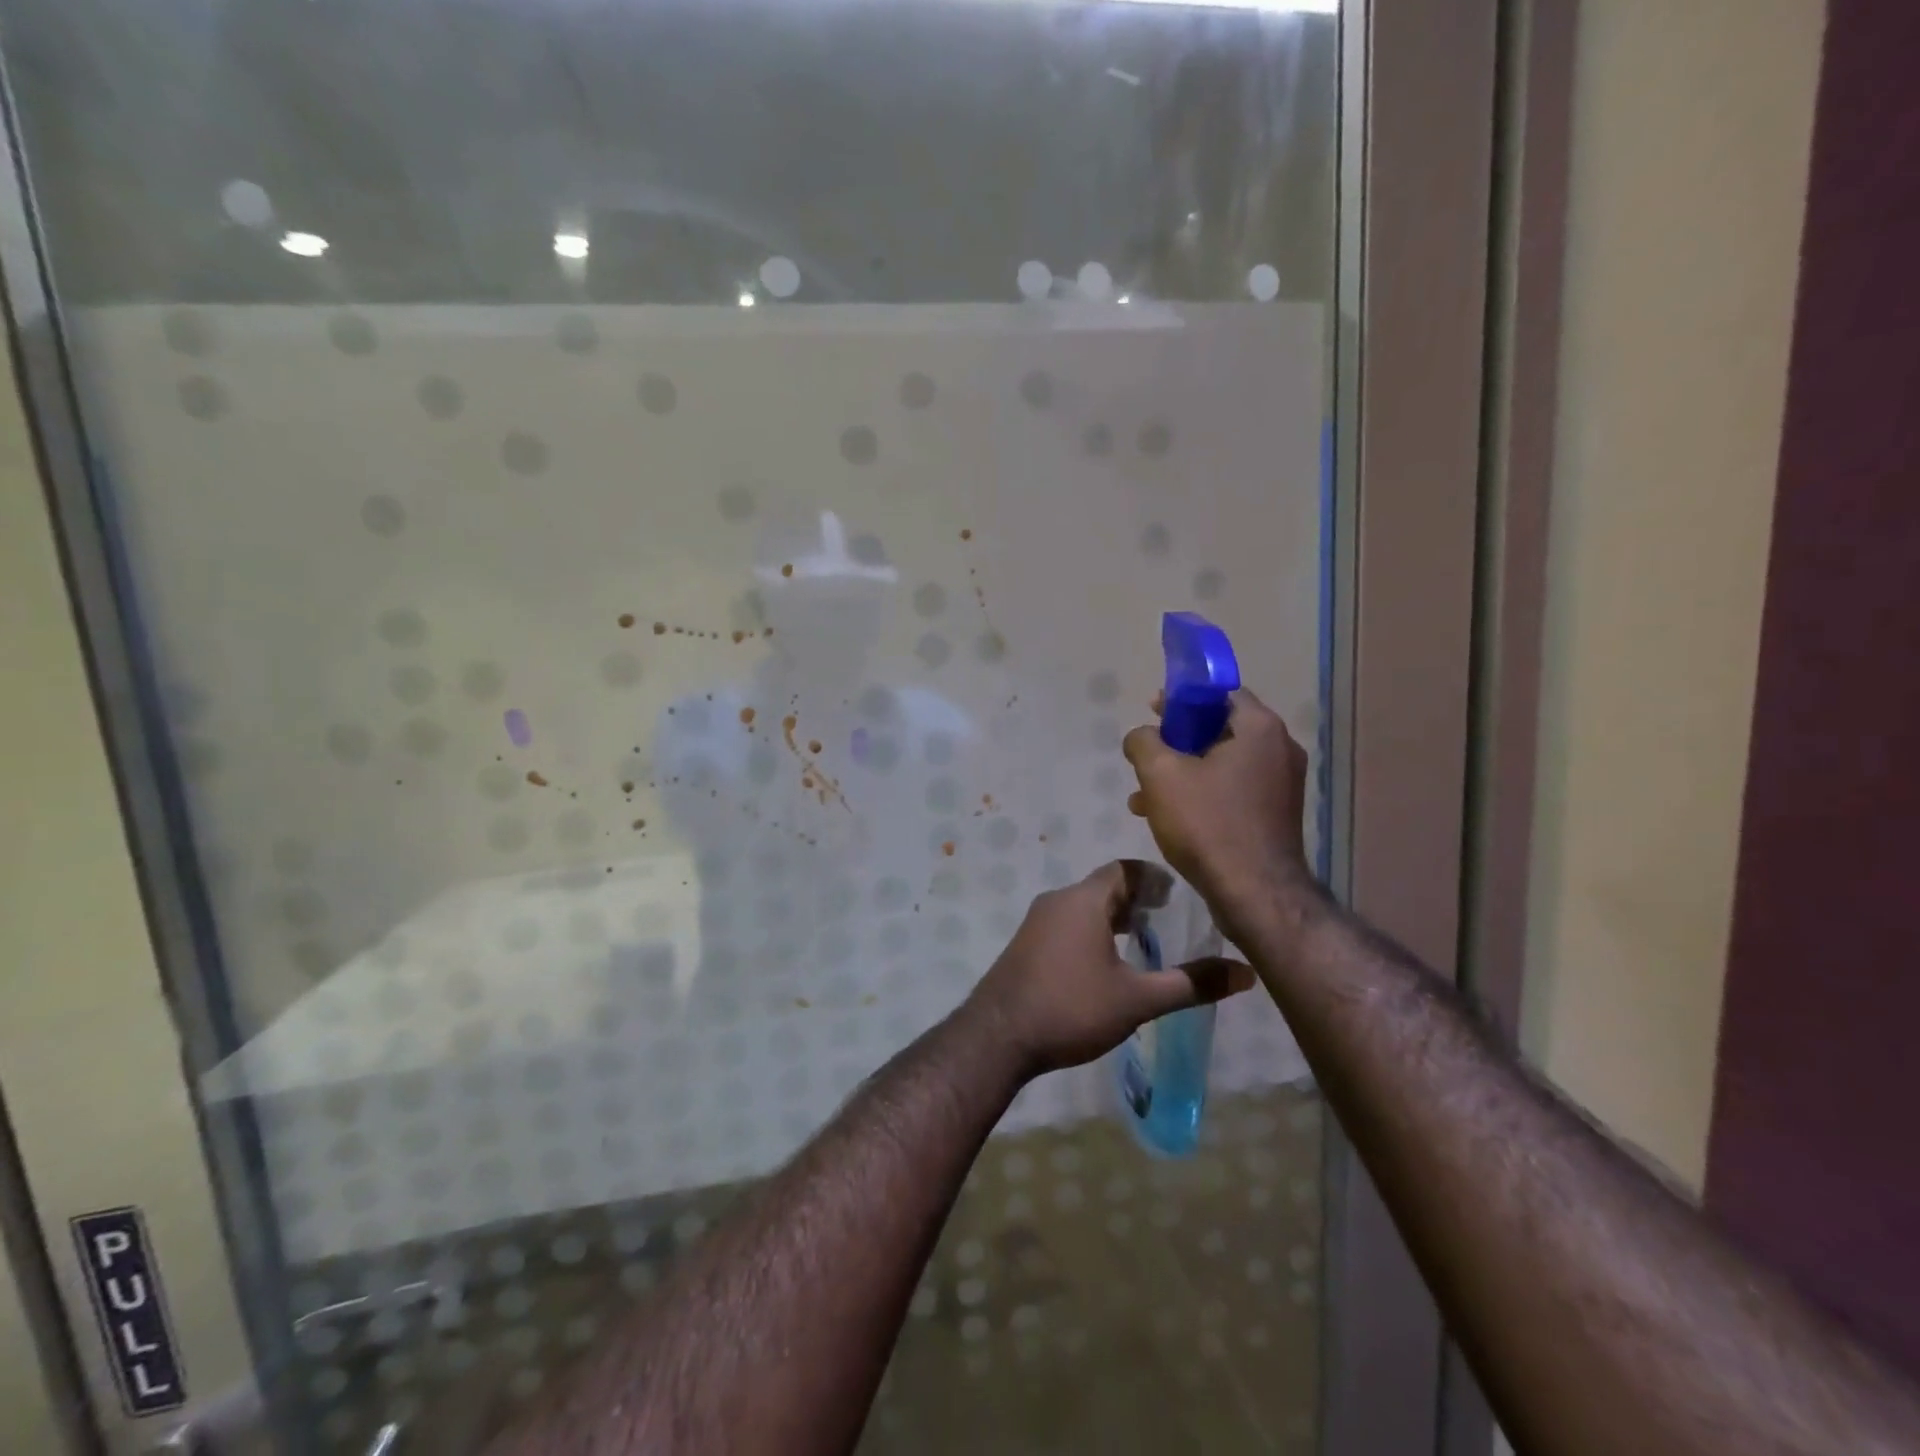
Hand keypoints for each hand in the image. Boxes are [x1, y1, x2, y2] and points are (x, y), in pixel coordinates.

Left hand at [964, 859, 1254, 1078]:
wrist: (998, 1036)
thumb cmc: (1071, 1008)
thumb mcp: (1138, 999)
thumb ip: (1191, 983)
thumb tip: (1246, 972)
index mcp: (1083, 900)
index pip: (1124, 870)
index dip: (1153, 877)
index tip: (1179, 893)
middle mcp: (1057, 900)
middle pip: (1103, 886)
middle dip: (1136, 898)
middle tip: (1168, 917)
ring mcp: (1037, 922)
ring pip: (1083, 906)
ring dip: (1112, 916)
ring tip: (1143, 939)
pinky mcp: (1025, 944)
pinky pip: (1066, 923)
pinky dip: (1092, 930)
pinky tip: (1105, 962)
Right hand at [1122, 689, 1316, 944]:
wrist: (1255, 893)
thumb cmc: (1208, 823)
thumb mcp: (1160, 774)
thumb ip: (1143, 742)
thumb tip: (1142, 736)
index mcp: (1259, 728)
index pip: (1219, 692)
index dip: (1181, 697)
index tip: (1153, 712)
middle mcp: (1279, 749)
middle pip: (1219, 729)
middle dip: (1176, 742)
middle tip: (1146, 757)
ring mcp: (1282, 784)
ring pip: (1221, 764)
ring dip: (1183, 773)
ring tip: (1144, 796)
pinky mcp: (1275, 815)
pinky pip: (1232, 790)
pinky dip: (1201, 794)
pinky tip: (1167, 818)